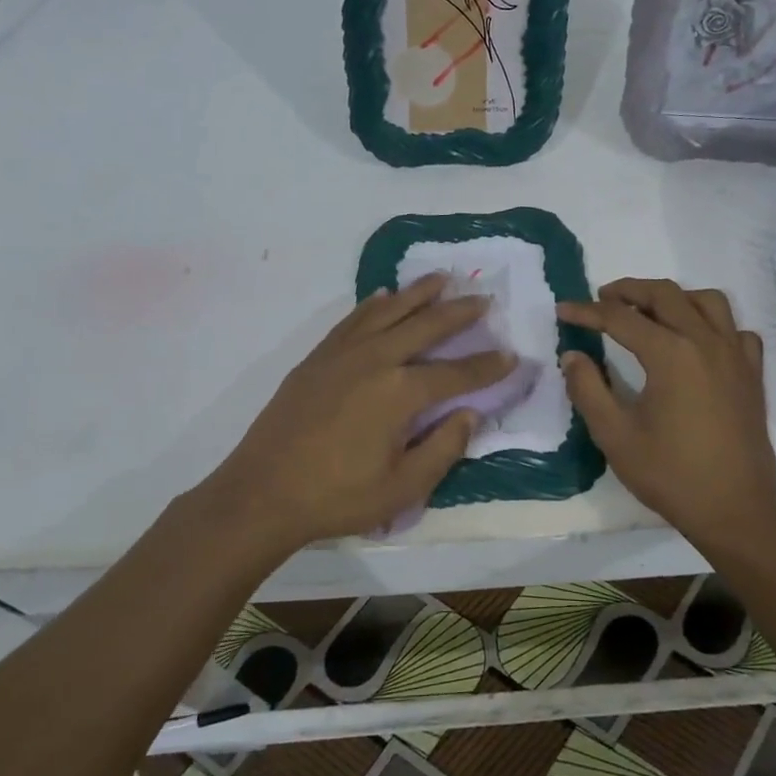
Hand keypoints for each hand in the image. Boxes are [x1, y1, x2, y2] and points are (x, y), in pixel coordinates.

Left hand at [194, 273, 513, 549]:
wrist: (262, 492)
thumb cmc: (337, 497)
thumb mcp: (402, 489)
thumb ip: (443, 449)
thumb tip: (469, 414)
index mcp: (400, 393)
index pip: (456, 373)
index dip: (488, 366)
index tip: (513, 355)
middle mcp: (375, 360)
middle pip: (426, 326)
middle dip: (459, 313)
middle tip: (484, 300)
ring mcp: (343, 353)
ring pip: (389, 311)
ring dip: (418, 293)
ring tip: (441, 279)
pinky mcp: (318, 357)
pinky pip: (353, 319)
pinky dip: (374, 304)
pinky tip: (384, 296)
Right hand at [558, 279, 775, 542]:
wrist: (734, 510)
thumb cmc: (670, 474)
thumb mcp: (614, 435)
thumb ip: (588, 389)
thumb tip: (572, 355)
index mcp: (670, 354)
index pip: (620, 318)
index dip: (587, 311)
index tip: (563, 310)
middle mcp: (705, 342)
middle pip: (665, 294)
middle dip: (628, 290)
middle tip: (602, 299)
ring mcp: (735, 356)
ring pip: (707, 301)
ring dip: (674, 297)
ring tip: (650, 312)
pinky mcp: (752, 374)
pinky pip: (735, 330)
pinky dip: (713, 324)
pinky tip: (697, 342)